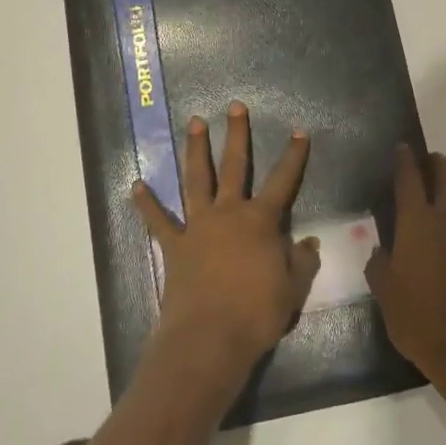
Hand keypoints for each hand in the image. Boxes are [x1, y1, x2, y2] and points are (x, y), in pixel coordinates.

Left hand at [133, 102, 321, 388]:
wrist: (209, 337)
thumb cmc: (257, 313)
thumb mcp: (293, 288)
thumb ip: (302, 261)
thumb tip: (309, 241)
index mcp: (260, 221)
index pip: (283, 181)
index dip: (293, 157)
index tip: (298, 132)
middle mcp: (228, 213)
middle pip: (234, 167)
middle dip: (236, 135)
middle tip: (235, 107)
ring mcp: (198, 227)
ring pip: (197, 180)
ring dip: (195, 151)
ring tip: (193, 123)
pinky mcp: (174, 246)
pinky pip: (158, 221)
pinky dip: (146, 204)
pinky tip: (136, 186)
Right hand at [366, 147, 445, 389]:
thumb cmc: (419, 318)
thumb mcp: (385, 292)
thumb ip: (380, 265)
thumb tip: (381, 252)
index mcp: (418, 221)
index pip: (410, 178)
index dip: (405, 160)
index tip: (402, 148)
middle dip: (437, 164)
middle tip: (426, 165)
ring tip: (444, 192)